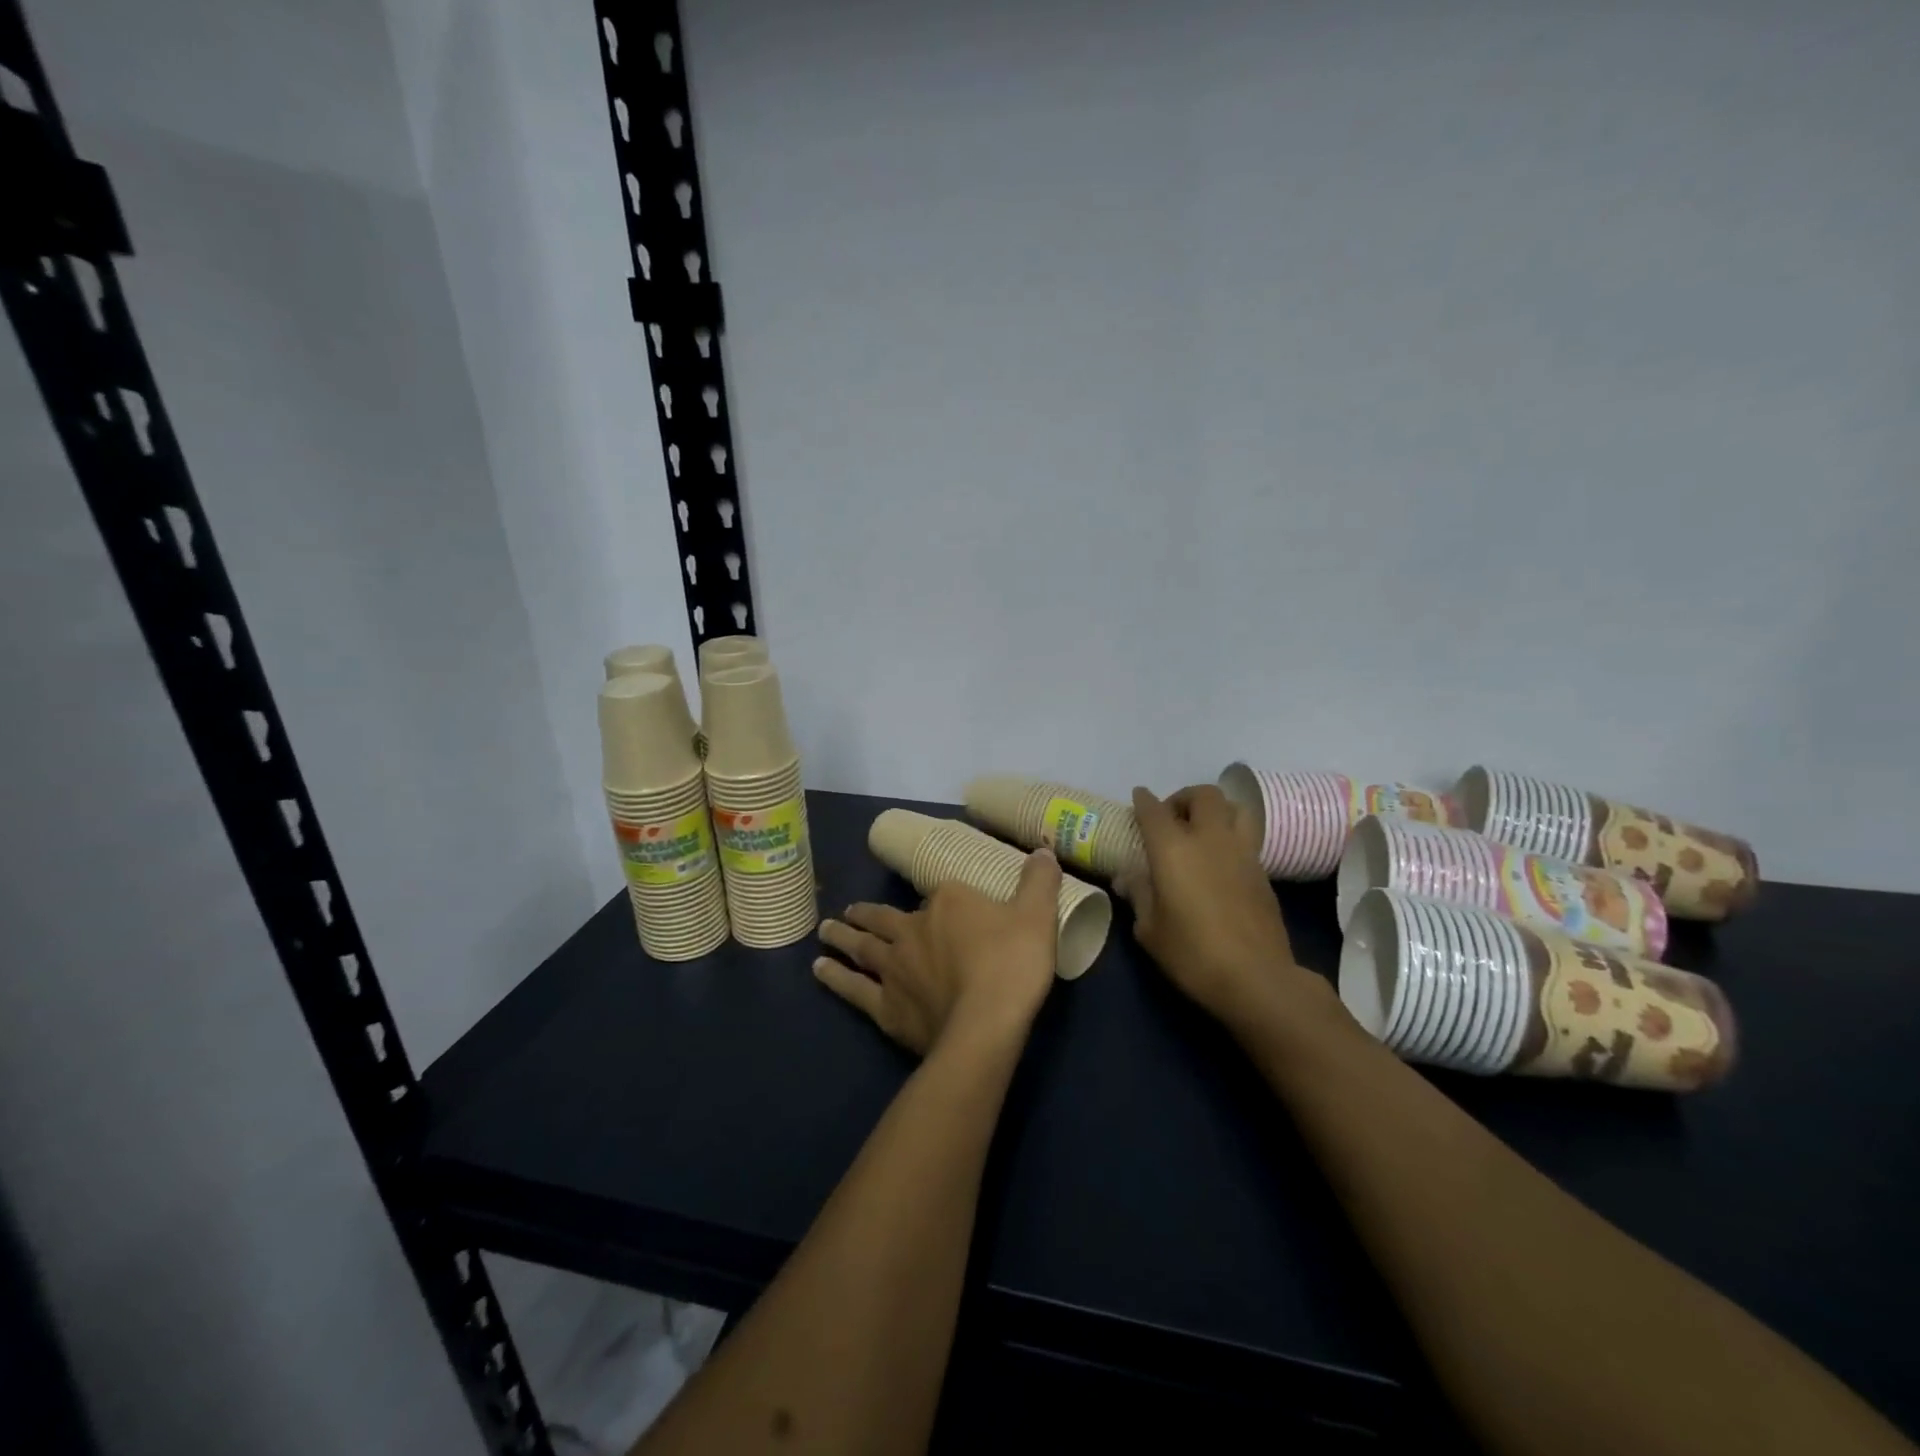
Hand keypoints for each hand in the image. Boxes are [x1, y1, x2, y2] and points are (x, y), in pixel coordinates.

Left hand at [815, 848, 1062, 1055]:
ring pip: (863, 947)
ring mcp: (894, 968)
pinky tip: (820, 971)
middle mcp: (913, 929)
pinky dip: (836, 978)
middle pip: (885, 917)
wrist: (986, 1024)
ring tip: (826, 930)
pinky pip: (854, 989)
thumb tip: (1043, 851)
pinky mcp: (886, 1006)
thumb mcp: (1037, 916)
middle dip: (866, 913)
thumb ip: (1039, 882)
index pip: (940, 894)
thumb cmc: (1012, 965)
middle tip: (847, 911)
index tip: (940, 906)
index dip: (940, 901)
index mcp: (948, 902)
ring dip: (843, 937)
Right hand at [1121, 785, 1324, 1029]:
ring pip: (1234, 807)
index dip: (1143, 800)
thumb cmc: (1192, 953)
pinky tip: (1220, 858)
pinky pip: (1246, 834)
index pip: (1154, 810)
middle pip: (1203, 795)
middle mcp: (1209, 839)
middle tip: (1172, 818)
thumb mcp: (1150, 929)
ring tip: (1203, 829)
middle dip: (1184, 798)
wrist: (1256, 977)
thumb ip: (1138, 895)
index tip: (1138, 797)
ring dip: (1216, 809)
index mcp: (1173, 848)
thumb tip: (1127, 877)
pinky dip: (1231, 834)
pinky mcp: (1262, 869)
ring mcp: (1242, 851)